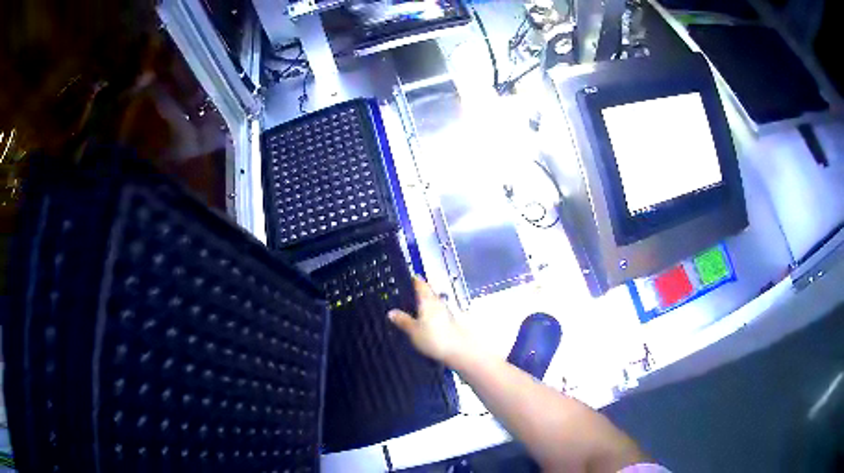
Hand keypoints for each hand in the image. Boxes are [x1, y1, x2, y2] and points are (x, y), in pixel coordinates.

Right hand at [388, 276, 469, 366]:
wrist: (459, 350)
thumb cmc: (434, 338)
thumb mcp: (413, 331)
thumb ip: (403, 320)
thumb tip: (391, 312)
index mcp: (427, 300)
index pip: (420, 284)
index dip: (414, 280)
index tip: (409, 278)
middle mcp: (439, 302)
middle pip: (429, 293)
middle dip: (420, 292)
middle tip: (410, 294)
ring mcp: (448, 312)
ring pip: (435, 303)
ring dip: (427, 304)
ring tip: (417, 309)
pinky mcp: (453, 322)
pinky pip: (440, 313)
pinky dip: (433, 314)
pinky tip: (428, 322)